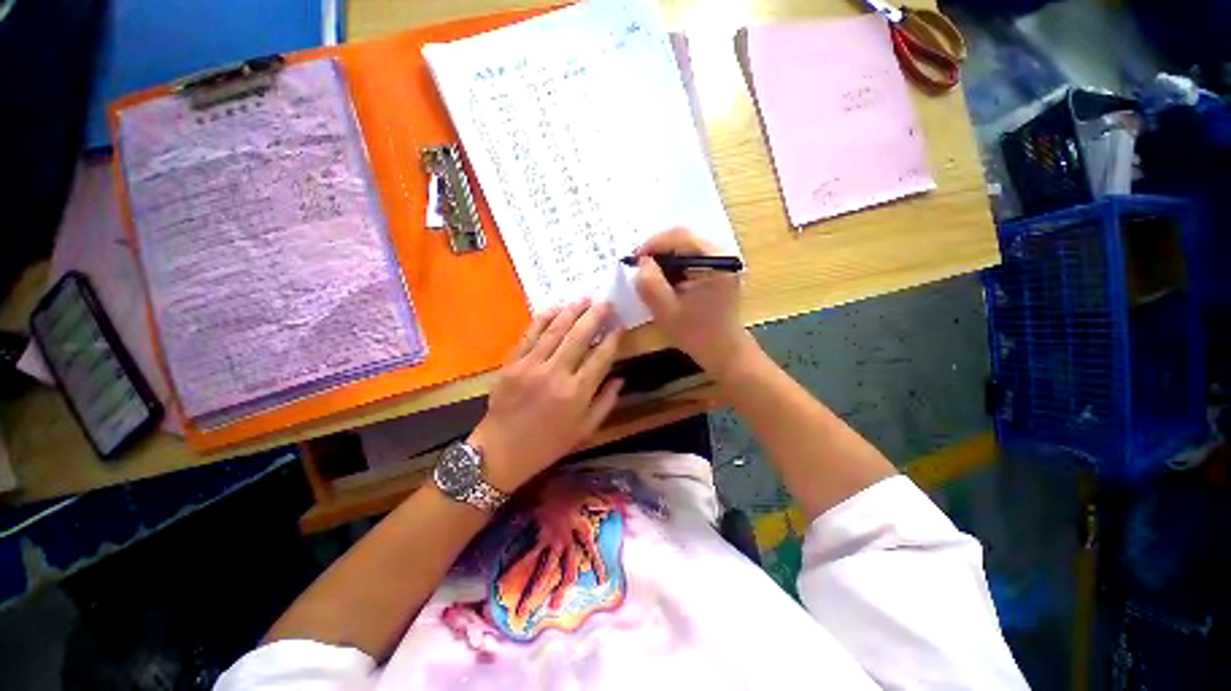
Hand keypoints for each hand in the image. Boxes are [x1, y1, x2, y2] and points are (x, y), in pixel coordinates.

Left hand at [470, 301, 623, 492]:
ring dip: (571, 312)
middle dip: (595, 316)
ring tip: (584, 298)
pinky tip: (555, 307)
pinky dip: (543, 319)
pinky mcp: (511, 363)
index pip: (601, 357)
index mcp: (577, 394)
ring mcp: (531, 366)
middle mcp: (556, 375)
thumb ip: (605, 403)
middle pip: (579, 337)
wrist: (501, 452)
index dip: (613, 339)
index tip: (619, 326)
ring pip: (555, 331)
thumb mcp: (585, 430)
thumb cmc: (548, 444)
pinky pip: (529, 335)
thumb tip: (620, 378)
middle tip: (605, 303)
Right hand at [635, 228, 755, 378]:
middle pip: (684, 240)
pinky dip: (674, 268)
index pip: (680, 236)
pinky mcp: (718, 272)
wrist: (724, 352)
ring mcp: (722, 263)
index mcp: (715, 260)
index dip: (653, 244)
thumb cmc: (698, 334)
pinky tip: (664, 283)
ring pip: (686, 249)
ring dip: (665, 260)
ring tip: (649, 276)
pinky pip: (691, 260)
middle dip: (658, 252)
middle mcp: (722, 255)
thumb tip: (642, 262)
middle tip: (639, 267)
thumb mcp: (667, 311)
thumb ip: (650, 284)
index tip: (634, 259)